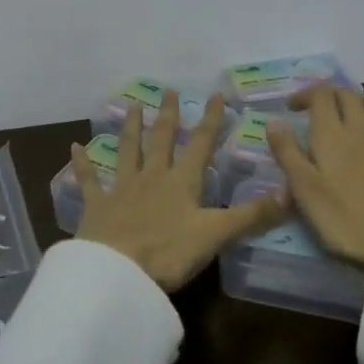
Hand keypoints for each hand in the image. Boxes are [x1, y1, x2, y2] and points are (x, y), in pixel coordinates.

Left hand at [73, 92, 290, 290]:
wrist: (118, 272)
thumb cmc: (169, 253)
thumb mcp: (216, 235)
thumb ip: (252, 216)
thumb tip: (291, 194)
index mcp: (182, 183)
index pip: (201, 145)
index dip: (210, 120)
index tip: (216, 95)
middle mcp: (152, 177)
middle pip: (162, 140)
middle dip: (169, 115)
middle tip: (170, 91)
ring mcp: (122, 188)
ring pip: (128, 150)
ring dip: (131, 128)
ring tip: (133, 105)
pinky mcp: (97, 205)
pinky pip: (89, 179)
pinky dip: (82, 163)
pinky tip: (73, 146)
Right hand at [266, 84, 363, 267]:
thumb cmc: (343, 220)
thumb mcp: (304, 189)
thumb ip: (287, 152)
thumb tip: (273, 121)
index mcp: (332, 134)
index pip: (320, 94)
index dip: (305, 94)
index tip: (294, 109)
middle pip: (349, 94)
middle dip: (334, 96)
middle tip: (323, 115)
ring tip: (363, 118)